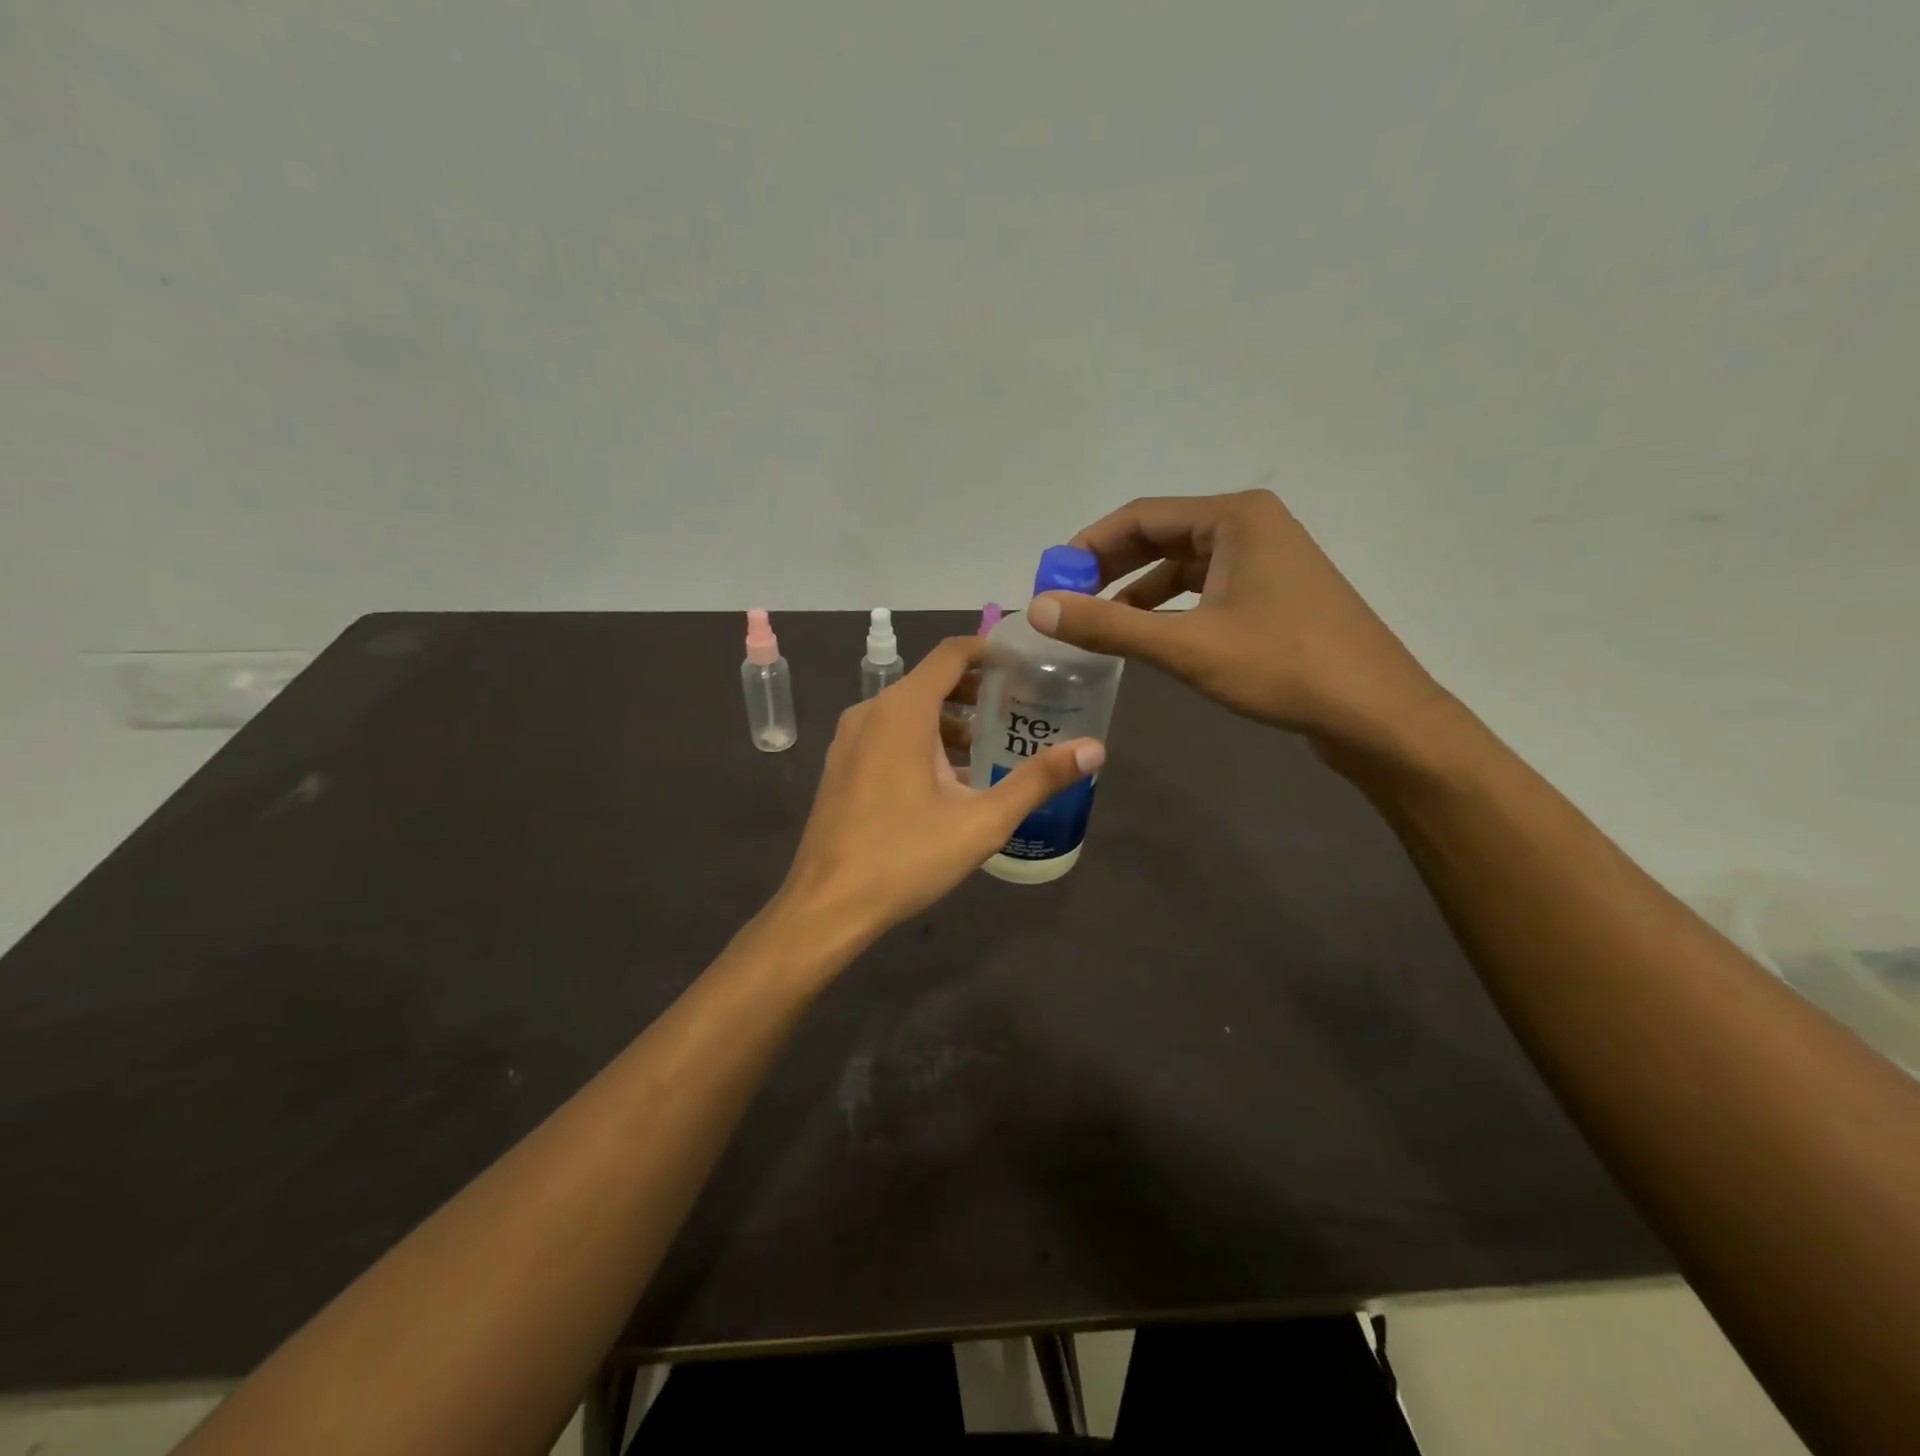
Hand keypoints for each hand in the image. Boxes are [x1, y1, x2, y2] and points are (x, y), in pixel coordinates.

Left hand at [777, 637, 1104, 946]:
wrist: (827, 905)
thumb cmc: (906, 857)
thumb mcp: (982, 821)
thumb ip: (1038, 780)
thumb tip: (1095, 750)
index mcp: (902, 710)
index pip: (951, 654)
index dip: (989, 651)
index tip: (1025, 665)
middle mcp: (870, 712)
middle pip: (930, 680)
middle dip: (975, 691)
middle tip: (1017, 710)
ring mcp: (849, 740)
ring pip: (907, 710)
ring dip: (948, 720)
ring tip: (988, 748)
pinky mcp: (841, 766)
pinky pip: (887, 734)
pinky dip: (920, 740)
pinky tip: (946, 780)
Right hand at [1028, 489, 1448, 758]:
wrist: (1376, 713)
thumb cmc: (1282, 667)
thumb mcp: (1186, 647)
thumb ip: (1108, 626)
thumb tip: (1039, 608)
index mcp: (1233, 518)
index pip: (1139, 517)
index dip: (1087, 547)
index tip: (1051, 581)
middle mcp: (1250, 525)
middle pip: (1160, 536)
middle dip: (1110, 568)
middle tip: (1067, 602)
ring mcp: (1267, 558)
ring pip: (1183, 564)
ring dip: (1137, 590)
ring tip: (1098, 624)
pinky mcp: (1274, 592)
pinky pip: (1206, 587)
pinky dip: (1170, 606)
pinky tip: (1148, 635)